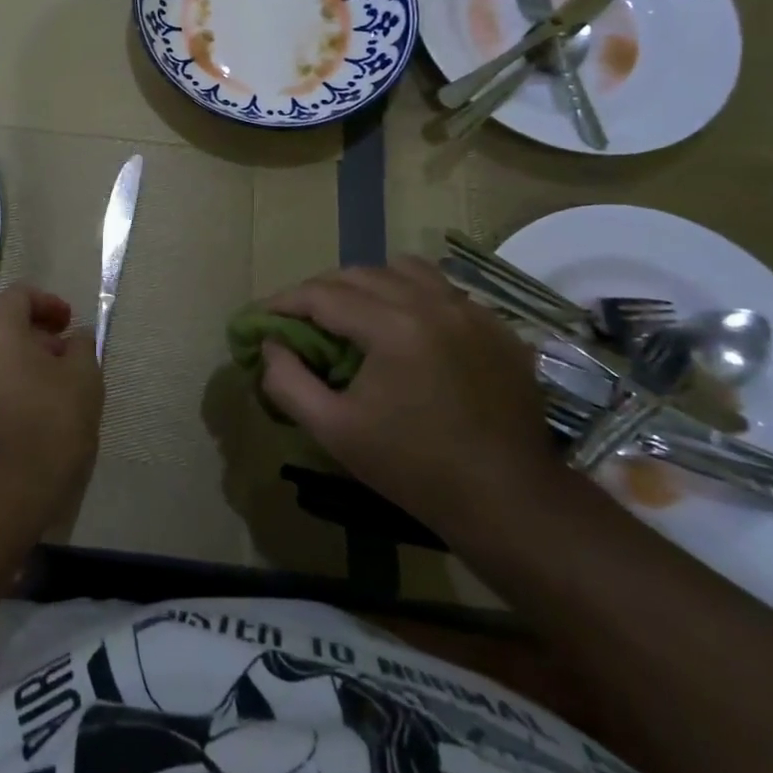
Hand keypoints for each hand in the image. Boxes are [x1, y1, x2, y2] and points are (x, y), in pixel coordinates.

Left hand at [0, 282, 103, 523]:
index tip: (70, 323)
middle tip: (68, 358)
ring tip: (57, 389)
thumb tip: (75, 338)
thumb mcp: (84, 378)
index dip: (48, 301)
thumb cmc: (50, 423)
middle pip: (4, 327)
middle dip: (39, 335)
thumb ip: (82, 347)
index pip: (18, 295)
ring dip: (26, 363)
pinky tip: (37, 414)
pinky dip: (12, 387)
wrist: (6, 493)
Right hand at [260, 258, 555, 529]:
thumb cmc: (414, 468)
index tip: (264, 316)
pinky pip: (444, 291)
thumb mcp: (334, 431)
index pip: (323, 294)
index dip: (285, 301)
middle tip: (302, 319)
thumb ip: (287, 382)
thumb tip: (269, 345)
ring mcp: (471, 312)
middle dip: (323, 290)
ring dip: (370, 284)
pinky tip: (407, 329)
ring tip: (355, 314)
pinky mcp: (497, 328)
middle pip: (361, 274)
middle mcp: (433, 304)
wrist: (509, 502)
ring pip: (405, 270)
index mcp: (392, 326)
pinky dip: (413, 296)